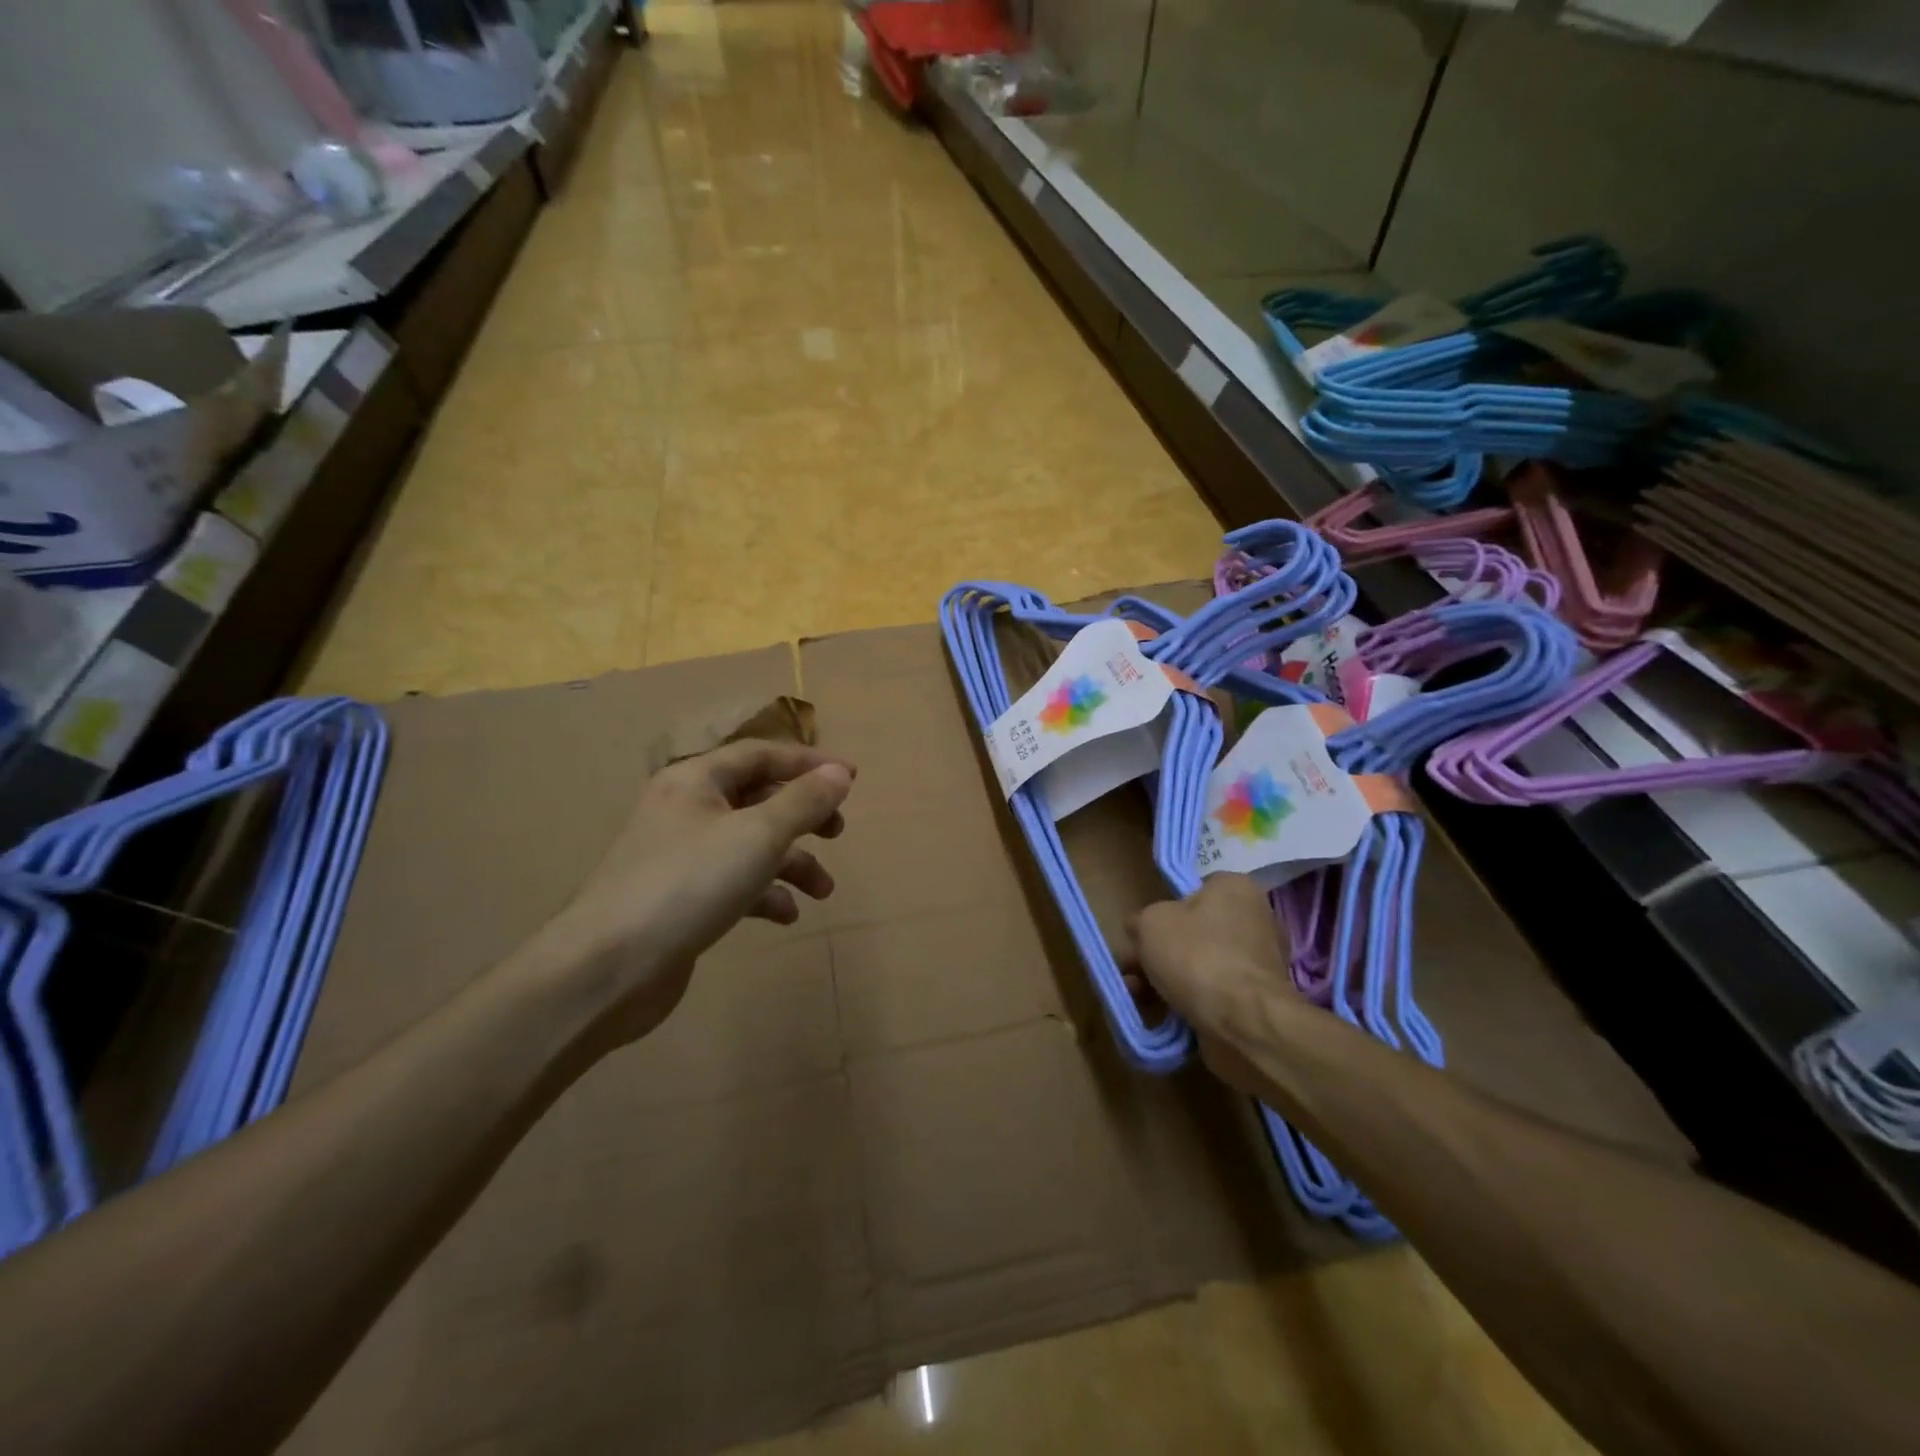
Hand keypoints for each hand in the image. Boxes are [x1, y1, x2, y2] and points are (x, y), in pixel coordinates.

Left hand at [535, 740, 854, 1049]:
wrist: (607, 968)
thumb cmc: (688, 883)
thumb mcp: (758, 835)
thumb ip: (803, 801)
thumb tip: (839, 772)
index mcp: (696, 780)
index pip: (761, 754)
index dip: (809, 762)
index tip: (852, 779)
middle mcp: (686, 810)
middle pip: (758, 798)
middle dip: (803, 815)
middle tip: (838, 832)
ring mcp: (681, 856)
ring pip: (750, 845)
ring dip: (791, 862)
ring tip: (824, 890)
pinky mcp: (681, 898)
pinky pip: (734, 883)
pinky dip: (765, 894)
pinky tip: (787, 915)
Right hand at [1130, 874, 1291, 1039]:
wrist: (1243, 1023)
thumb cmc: (1196, 956)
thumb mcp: (1148, 923)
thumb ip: (1139, 921)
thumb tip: (1139, 929)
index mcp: (1234, 889)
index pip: (1191, 891)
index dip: (1161, 911)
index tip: (1142, 932)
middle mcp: (1253, 919)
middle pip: (1191, 931)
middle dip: (1157, 952)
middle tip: (1131, 968)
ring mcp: (1257, 962)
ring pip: (1198, 964)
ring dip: (1165, 979)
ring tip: (1137, 995)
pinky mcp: (1255, 999)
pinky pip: (1212, 992)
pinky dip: (1187, 1000)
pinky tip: (1160, 1012)